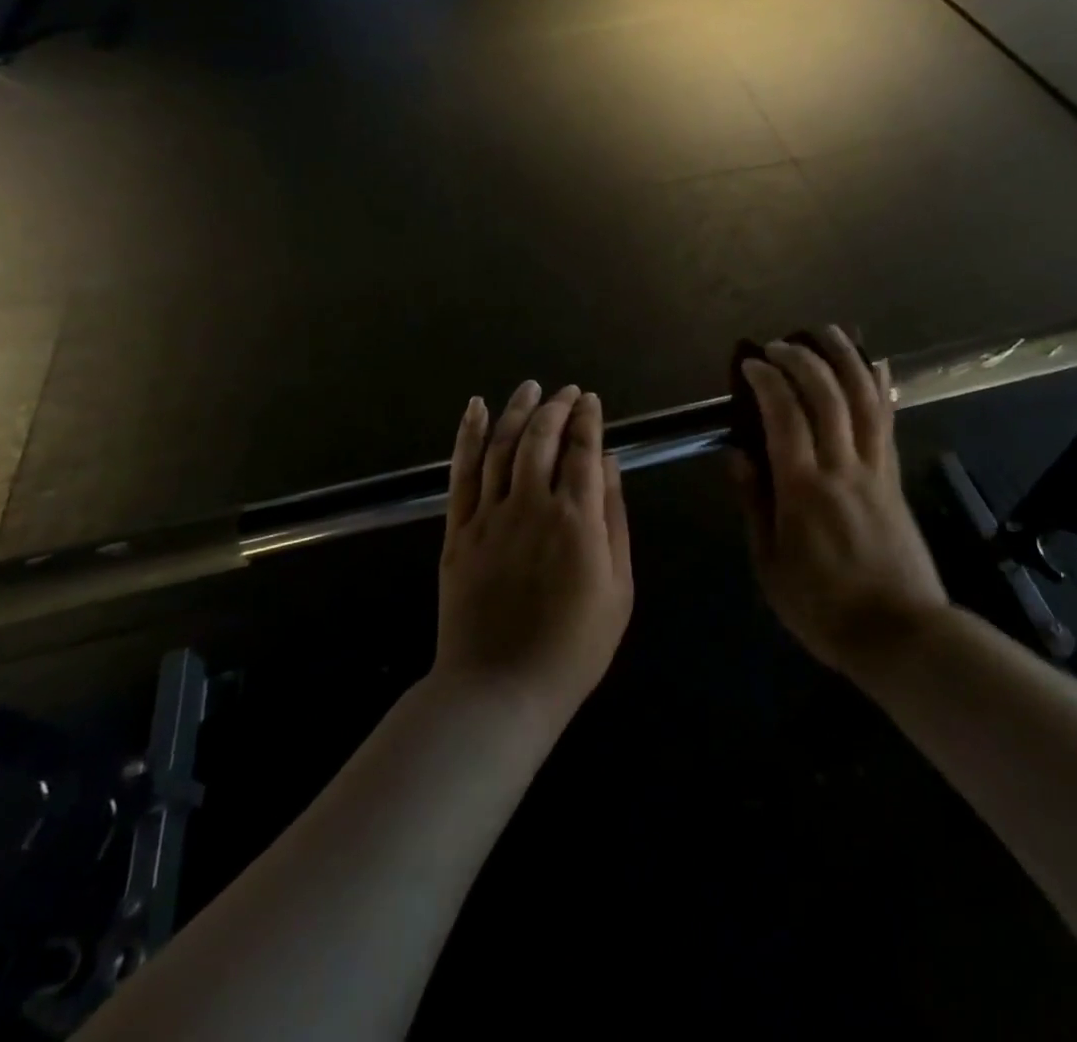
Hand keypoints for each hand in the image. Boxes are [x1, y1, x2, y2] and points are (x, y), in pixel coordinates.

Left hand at [433, 382, 632, 730]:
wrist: (501, 688)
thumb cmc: (574, 645)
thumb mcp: (618, 587)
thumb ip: (613, 518)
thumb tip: (608, 463)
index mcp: (577, 519)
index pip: (583, 450)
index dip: (588, 419)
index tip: (592, 399)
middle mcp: (532, 505)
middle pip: (542, 438)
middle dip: (557, 407)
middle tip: (566, 391)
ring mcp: (489, 515)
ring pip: (502, 445)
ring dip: (516, 410)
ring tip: (530, 387)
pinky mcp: (458, 530)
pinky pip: (462, 472)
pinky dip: (468, 435)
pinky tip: (475, 409)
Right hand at [734, 328, 949, 676]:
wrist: (899, 634)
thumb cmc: (822, 608)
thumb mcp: (770, 565)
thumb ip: (754, 505)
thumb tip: (737, 456)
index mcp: (804, 490)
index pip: (785, 418)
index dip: (767, 382)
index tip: (751, 363)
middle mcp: (842, 468)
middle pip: (827, 397)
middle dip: (802, 360)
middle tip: (780, 345)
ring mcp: (874, 469)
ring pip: (863, 400)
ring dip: (845, 359)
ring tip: (827, 332)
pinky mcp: (894, 477)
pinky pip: (887, 422)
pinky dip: (880, 387)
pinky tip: (875, 364)